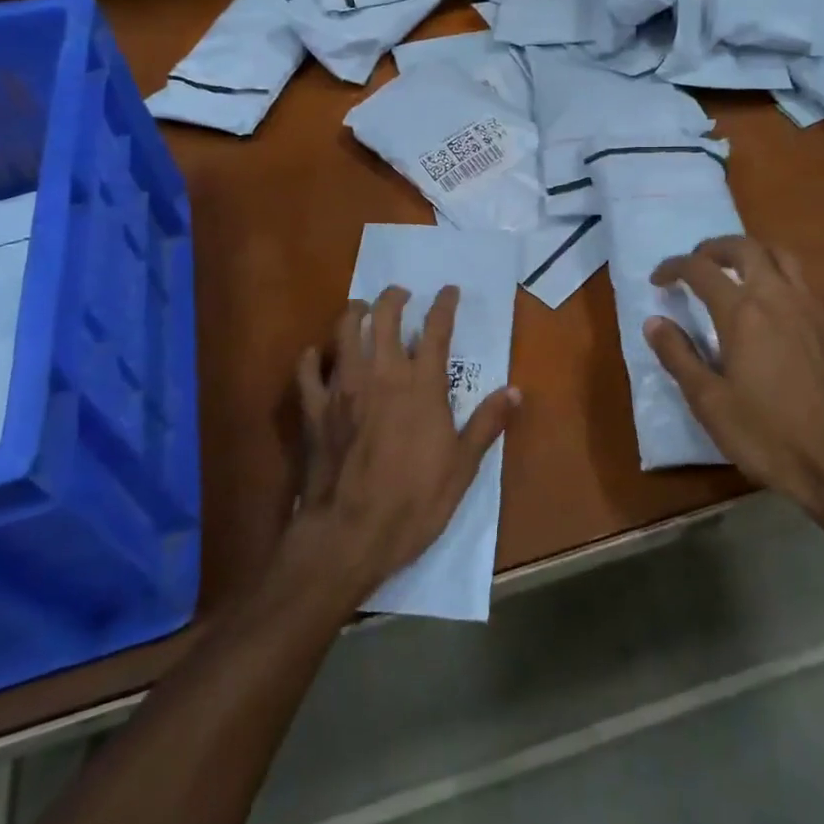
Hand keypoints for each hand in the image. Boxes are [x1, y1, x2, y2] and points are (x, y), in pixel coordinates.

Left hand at [290, 286, 519, 602]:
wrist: (350, 534)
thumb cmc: (414, 501)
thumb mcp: (462, 467)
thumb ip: (487, 424)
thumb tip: (515, 391)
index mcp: (421, 385)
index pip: (436, 330)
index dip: (444, 305)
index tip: (449, 290)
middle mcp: (381, 374)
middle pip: (383, 317)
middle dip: (393, 297)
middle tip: (400, 294)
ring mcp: (342, 388)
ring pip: (344, 331)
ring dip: (354, 313)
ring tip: (362, 309)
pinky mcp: (314, 409)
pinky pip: (308, 370)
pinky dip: (313, 357)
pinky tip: (318, 354)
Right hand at [644, 236, 823, 523]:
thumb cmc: (766, 434)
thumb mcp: (708, 400)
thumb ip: (678, 355)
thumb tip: (654, 321)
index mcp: (742, 312)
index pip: (701, 269)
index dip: (674, 267)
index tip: (657, 281)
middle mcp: (778, 297)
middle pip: (745, 247)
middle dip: (714, 248)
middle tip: (695, 263)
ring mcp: (810, 309)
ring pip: (781, 256)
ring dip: (751, 253)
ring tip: (733, 272)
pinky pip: (801, 281)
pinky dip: (777, 274)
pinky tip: (768, 305)